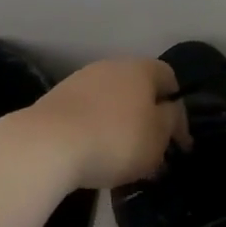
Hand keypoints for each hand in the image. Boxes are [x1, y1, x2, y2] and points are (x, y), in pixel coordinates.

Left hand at [26, 57, 182, 190]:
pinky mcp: (56, 100)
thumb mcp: (157, 137)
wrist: (46, 144)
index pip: (169, 79)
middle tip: (152, 153)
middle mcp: (111, 66)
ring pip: (111, 102)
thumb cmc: (114, 139)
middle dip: (147, 120)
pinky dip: (95, 131)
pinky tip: (93, 156)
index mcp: (140, 69)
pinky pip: (87, 114)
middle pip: (138, 90)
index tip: (179, 142)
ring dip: (120, 125)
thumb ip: (171, 122)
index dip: (178, 110)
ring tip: (121, 160)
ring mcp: (80, 81)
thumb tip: (169, 112)